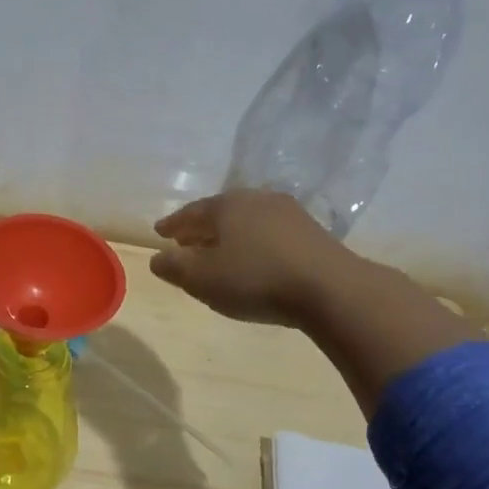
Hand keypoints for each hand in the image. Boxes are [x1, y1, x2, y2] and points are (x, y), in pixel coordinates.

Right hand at [150, 190, 359, 327]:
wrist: (330, 289)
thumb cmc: (255, 279)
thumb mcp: (202, 278)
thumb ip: (174, 267)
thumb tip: (158, 258)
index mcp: (227, 205)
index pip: (191, 212)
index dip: (173, 224)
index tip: (160, 232)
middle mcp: (257, 199)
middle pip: (220, 212)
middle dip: (201, 228)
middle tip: (186, 241)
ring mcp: (289, 213)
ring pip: (247, 221)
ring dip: (229, 236)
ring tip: (219, 253)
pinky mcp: (312, 232)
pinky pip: (269, 233)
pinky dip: (253, 243)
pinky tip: (253, 260)